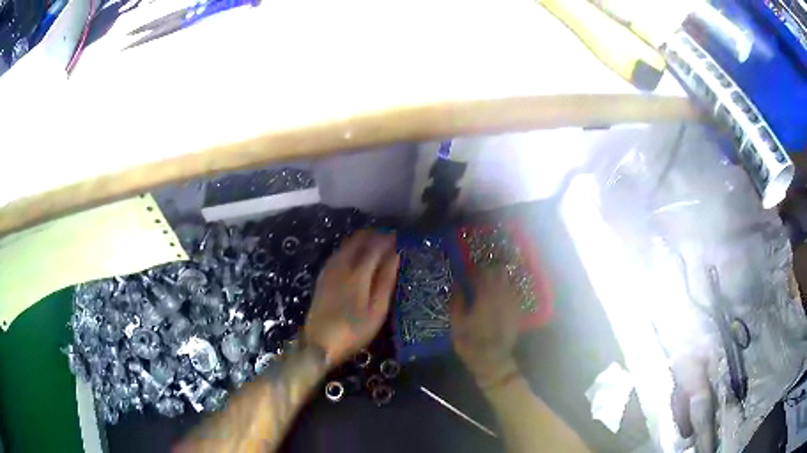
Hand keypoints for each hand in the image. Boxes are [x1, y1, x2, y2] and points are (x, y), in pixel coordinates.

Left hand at [303, 230, 399, 368]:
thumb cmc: (354, 331)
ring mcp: (328, 272)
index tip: (397, 237)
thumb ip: (385, 281)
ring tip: (372, 241)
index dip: (386, 240)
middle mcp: (341, 267)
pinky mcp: (321, 279)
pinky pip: (336, 254)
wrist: (319, 344)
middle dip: (371, 236)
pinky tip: (352, 253)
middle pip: (356, 242)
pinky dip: (348, 248)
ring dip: (359, 240)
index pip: (373, 248)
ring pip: (344, 246)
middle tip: (385, 236)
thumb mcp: (377, 310)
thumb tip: (395, 256)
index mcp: (357, 274)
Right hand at [450, 267, 519, 388]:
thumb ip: (457, 302)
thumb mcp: (456, 324)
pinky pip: (514, 294)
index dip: (476, 269)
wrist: (492, 360)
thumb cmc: (471, 343)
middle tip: (482, 268)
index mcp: (484, 297)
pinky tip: (502, 290)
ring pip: (508, 282)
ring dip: (500, 277)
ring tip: (493, 275)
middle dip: (491, 269)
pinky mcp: (516, 312)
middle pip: (498, 275)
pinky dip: (508, 288)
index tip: (469, 268)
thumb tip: (457, 285)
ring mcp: (511, 304)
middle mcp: (500, 297)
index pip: (482, 275)